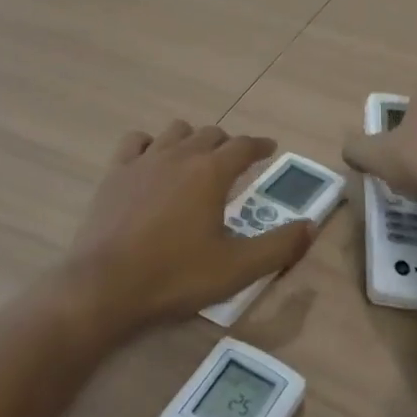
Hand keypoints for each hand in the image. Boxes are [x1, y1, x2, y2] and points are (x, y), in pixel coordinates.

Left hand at [60, 121, 317, 337]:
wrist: (105, 286)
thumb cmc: (175, 276)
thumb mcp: (237, 268)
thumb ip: (279, 246)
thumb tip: (311, 226)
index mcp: (211, 172)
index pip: (244, 146)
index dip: (260, 145)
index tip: (270, 148)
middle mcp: (180, 155)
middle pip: (211, 134)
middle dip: (228, 143)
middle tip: (236, 162)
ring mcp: (144, 161)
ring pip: (176, 131)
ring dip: (192, 139)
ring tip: (197, 158)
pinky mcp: (115, 172)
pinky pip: (137, 141)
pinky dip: (151, 144)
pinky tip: (152, 160)